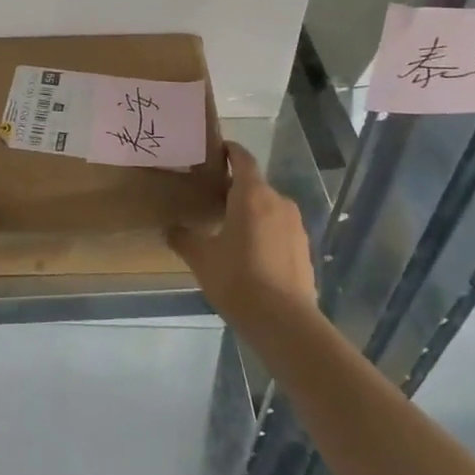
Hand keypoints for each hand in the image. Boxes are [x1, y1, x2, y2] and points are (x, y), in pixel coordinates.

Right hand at [168, 142, 317, 327]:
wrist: (285, 323)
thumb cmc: (238, 279)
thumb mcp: (201, 258)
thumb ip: (184, 238)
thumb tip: (170, 229)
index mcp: (253, 195)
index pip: (243, 159)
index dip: (230, 151)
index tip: (216, 150)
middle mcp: (278, 202)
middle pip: (255, 185)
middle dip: (235, 188)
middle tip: (212, 197)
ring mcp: (296, 227)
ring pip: (269, 208)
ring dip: (251, 212)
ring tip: (230, 228)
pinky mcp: (304, 250)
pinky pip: (280, 230)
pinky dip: (265, 233)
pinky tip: (250, 254)